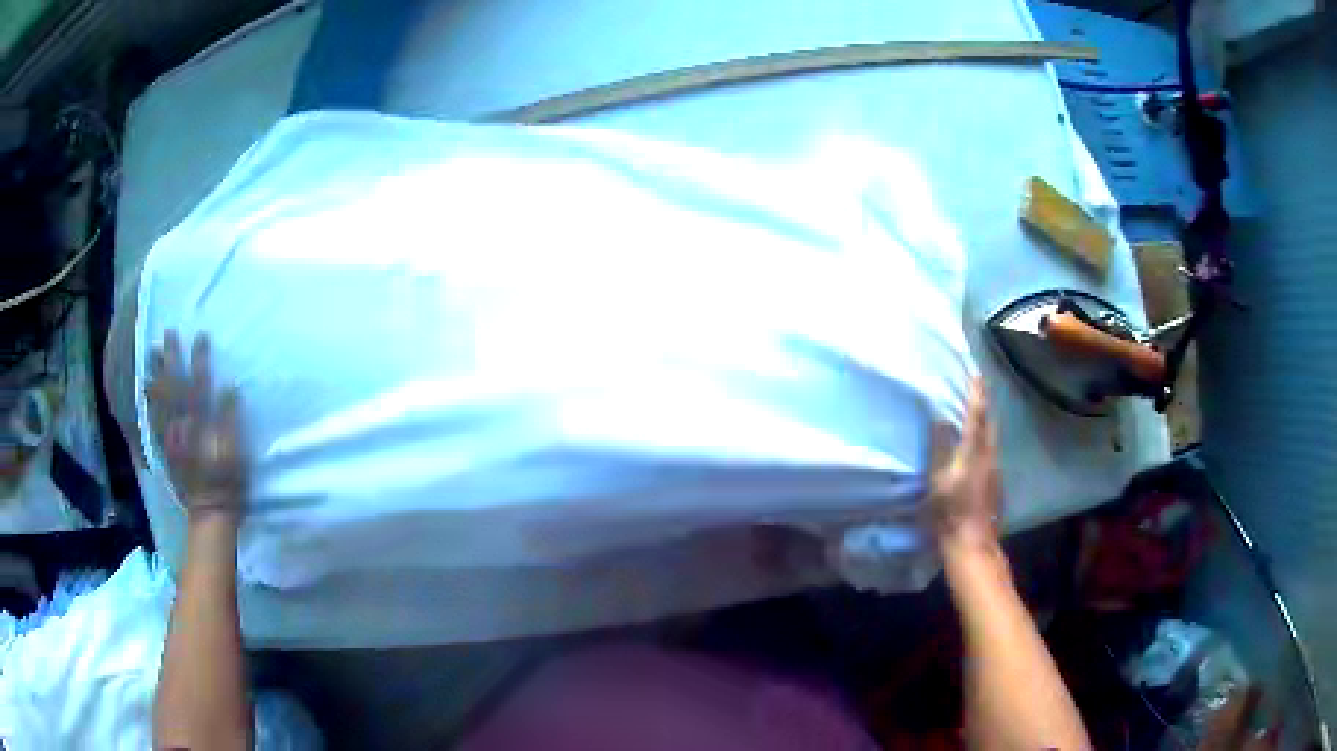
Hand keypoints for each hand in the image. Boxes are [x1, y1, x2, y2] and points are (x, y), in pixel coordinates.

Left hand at [147, 331, 247, 518]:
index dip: (200, 359)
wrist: (210, 515)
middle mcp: (181, 426)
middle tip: (167, 334)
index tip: (201, 335)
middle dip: (171, 359)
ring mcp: (170, 438)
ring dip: (155, 375)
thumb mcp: (236, 454)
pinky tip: (145, 391)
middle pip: (173, 387)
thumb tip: (229, 389)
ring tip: (151, 354)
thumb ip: (230, 421)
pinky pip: (152, 420)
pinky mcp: (165, 449)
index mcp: (200, 425)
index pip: (199, 384)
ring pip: (159, 401)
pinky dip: (148, 402)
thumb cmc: (228, 485)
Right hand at [929, 378, 1000, 548]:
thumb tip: (941, 417)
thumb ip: (940, 447)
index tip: (976, 372)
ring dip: (984, 421)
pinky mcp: (995, 483)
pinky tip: (977, 447)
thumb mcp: (938, 479)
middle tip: (976, 388)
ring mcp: (995, 470)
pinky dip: (984, 440)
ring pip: (991, 437)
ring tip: (975, 412)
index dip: (976, 392)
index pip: (977, 414)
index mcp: (974, 451)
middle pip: (989, 422)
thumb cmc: (950, 511)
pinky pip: (990, 451)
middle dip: (983, 403)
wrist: (972, 543)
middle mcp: (989, 455)